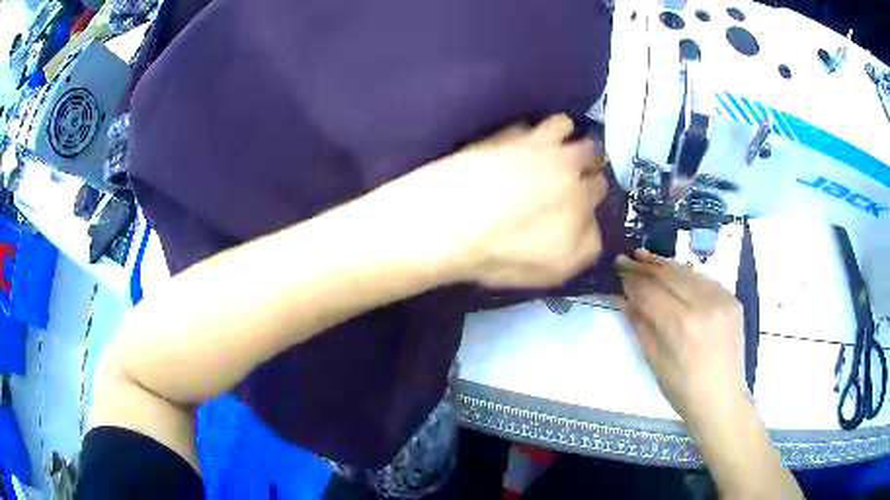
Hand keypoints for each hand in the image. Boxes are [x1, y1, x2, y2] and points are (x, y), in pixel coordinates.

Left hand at [395, 114, 607, 287]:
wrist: (450, 222)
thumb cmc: (504, 254)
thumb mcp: (557, 269)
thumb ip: (588, 245)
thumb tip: (594, 225)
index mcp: (583, 196)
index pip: (601, 185)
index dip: (592, 191)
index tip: (582, 197)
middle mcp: (567, 163)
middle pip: (590, 151)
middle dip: (585, 160)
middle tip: (570, 171)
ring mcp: (536, 143)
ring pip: (565, 125)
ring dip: (564, 135)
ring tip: (549, 148)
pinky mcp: (504, 133)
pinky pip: (527, 123)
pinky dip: (527, 131)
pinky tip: (515, 144)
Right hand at [617, 250, 747, 424]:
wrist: (721, 398)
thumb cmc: (682, 389)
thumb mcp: (654, 361)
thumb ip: (639, 325)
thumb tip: (623, 298)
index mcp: (681, 325)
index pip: (650, 291)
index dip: (632, 279)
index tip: (618, 270)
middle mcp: (704, 305)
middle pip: (669, 275)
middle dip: (644, 266)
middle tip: (626, 259)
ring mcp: (722, 299)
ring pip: (688, 272)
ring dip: (664, 265)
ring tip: (645, 257)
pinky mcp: (732, 299)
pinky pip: (704, 280)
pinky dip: (686, 275)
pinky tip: (674, 273)